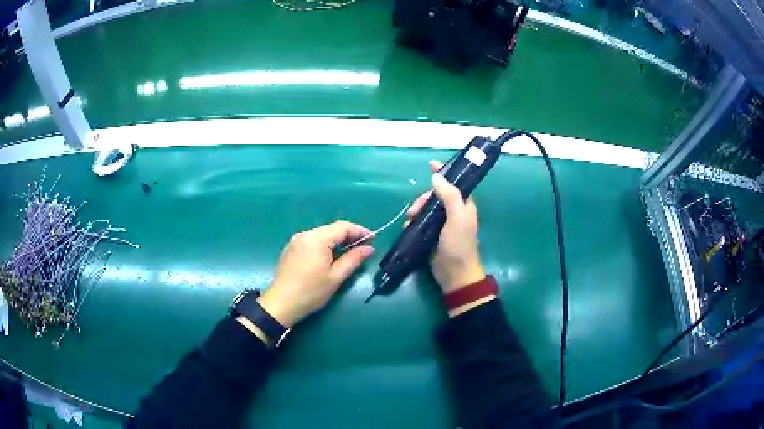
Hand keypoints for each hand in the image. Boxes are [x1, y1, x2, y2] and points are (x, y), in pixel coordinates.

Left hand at [257, 221, 374, 328]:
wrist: (281, 304)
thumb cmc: (311, 292)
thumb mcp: (336, 277)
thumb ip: (353, 259)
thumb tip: (369, 248)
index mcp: (317, 238)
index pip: (343, 227)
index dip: (360, 231)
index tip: (373, 239)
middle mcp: (305, 234)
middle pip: (332, 229)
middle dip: (349, 236)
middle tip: (365, 247)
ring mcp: (296, 241)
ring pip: (322, 235)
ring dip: (337, 241)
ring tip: (351, 252)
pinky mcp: (291, 249)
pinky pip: (313, 241)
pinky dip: (325, 245)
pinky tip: (331, 256)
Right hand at [406, 161, 484, 293]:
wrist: (454, 274)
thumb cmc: (459, 244)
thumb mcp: (457, 218)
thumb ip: (449, 196)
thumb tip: (437, 177)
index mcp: (464, 205)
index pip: (455, 183)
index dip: (445, 173)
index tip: (431, 164)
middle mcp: (454, 212)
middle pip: (436, 196)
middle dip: (424, 198)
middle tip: (415, 209)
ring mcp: (442, 224)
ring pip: (427, 208)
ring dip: (417, 210)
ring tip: (410, 219)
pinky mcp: (432, 235)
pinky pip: (421, 222)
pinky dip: (413, 222)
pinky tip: (408, 226)